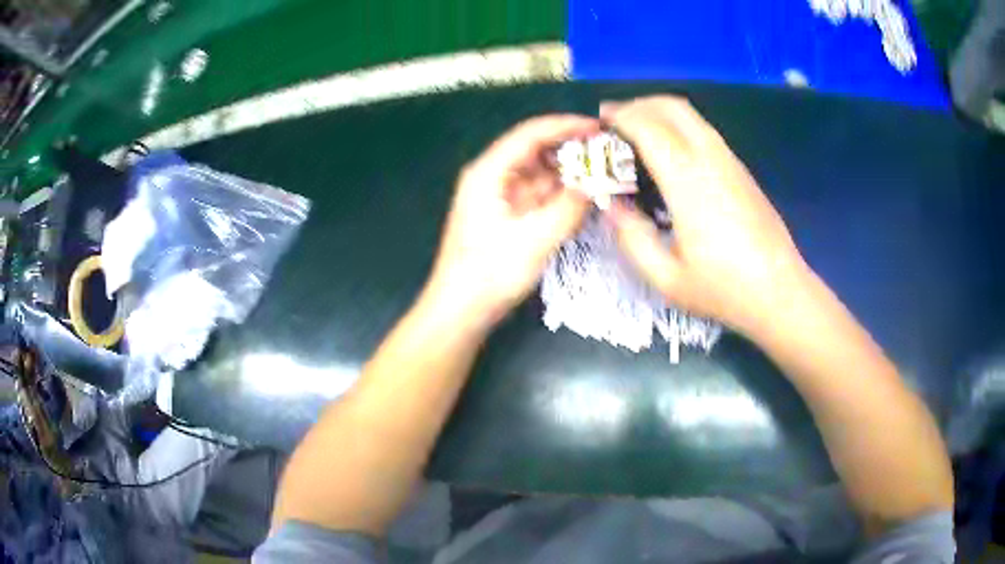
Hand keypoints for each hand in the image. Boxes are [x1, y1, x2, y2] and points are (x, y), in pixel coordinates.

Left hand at [425, 115, 599, 325]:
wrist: (461, 310)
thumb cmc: (489, 274)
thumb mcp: (534, 240)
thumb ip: (569, 208)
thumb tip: (595, 184)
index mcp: (489, 172)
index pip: (531, 134)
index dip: (566, 126)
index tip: (599, 128)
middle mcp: (493, 176)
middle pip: (536, 150)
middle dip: (571, 149)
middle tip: (608, 152)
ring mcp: (500, 196)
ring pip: (540, 173)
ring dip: (569, 172)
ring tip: (604, 171)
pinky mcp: (508, 215)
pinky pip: (539, 194)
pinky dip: (561, 192)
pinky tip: (585, 194)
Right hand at [601, 96, 808, 333]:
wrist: (780, 293)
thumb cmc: (724, 289)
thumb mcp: (666, 278)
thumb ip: (632, 238)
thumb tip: (611, 206)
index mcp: (688, 182)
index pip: (649, 127)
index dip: (621, 117)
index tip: (599, 122)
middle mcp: (711, 160)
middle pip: (673, 107)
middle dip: (639, 104)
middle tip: (616, 119)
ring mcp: (731, 162)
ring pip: (692, 116)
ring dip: (661, 112)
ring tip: (639, 130)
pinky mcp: (742, 171)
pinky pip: (705, 132)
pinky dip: (680, 127)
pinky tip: (671, 152)